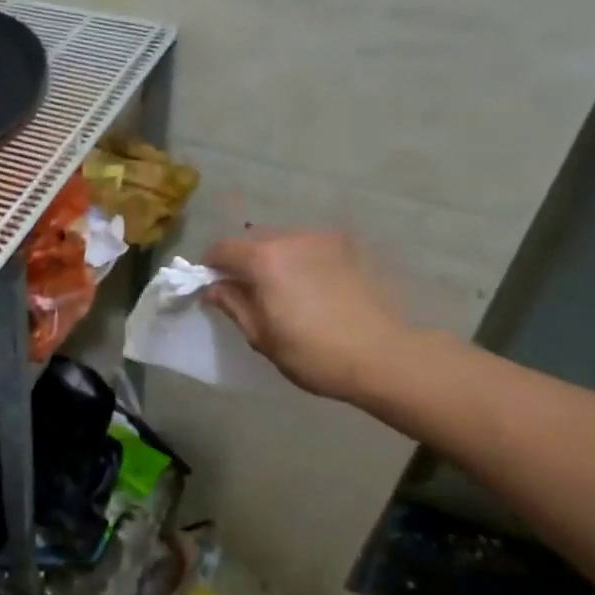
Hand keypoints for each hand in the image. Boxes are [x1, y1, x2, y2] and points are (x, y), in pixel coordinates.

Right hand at [202, 229, 410, 402]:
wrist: (383, 356)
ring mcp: (324, 240)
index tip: (212, 286)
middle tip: (247, 292)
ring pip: (284, 241)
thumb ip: (233, 305)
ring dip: (274, 259)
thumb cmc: (313, 353)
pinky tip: (312, 287)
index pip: (222, 248)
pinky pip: (311, 247)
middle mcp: (292, 238)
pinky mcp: (349, 248)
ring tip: (283, 291)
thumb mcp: (262, 336)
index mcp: (265, 259)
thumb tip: (214, 288)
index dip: (210, 266)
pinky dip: (301, 260)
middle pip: (253, 240)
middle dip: (243, 261)